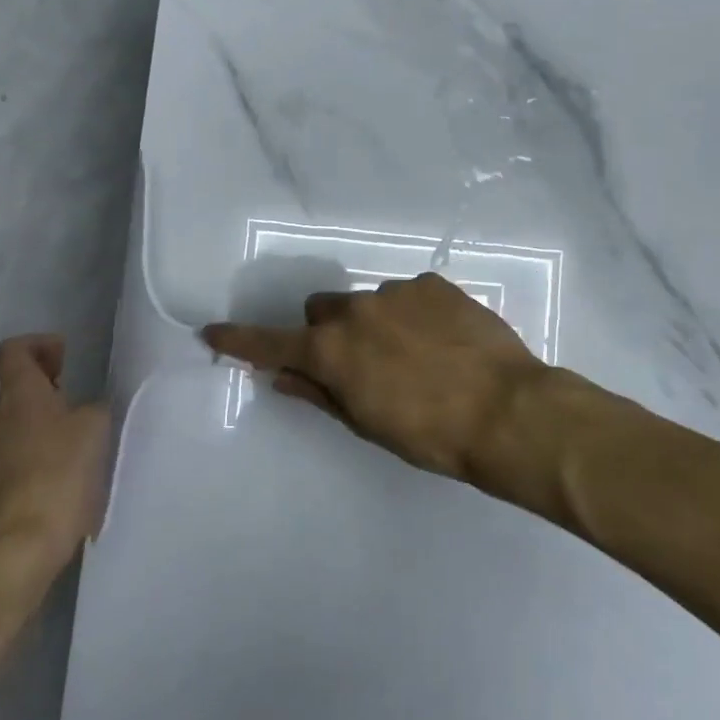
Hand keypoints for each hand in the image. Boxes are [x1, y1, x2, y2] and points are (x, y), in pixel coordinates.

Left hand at [0, 335, 108, 572]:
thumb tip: (87, 410)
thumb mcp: (95, 429)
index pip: (13, 350)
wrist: (15, 548)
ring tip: (75, 446)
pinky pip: (10, 460)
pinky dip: (34, 459)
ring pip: (12, 426)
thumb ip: (94, 408)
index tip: (66, 358)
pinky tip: (61, 481)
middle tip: (78, 404)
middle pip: (14, 390)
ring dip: (40, 427)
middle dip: (45, 391)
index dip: (39, 345)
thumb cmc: (57, 475)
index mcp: (17, 394)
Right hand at [202, 273, 548, 486]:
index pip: (272, 343)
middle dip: (328, 334)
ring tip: (416, 357)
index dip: (241, 341)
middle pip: (321, 312)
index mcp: (332, 349)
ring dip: (375, 324)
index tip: (213, 332)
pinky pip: (407, 295)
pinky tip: (442, 341)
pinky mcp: (433, 284)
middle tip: (359, 365)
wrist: (507, 411)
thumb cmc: (430, 435)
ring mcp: (396, 291)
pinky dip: (411, 315)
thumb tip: (283, 376)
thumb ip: (319, 393)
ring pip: (367, 303)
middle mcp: (356, 310)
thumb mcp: (366, 423)